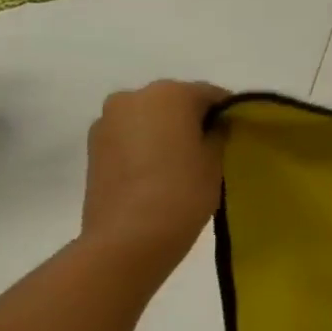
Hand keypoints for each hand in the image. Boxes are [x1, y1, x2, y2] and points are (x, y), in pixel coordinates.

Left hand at [80, 80, 230, 279]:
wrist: (128, 237)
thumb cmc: (183, 192)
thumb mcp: (216, 160)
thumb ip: (218, 133)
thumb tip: (214, 126)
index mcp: (170, 93)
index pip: (211, 94)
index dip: (228, 113)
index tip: (238, 134)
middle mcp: (133, 96)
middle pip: (175, 101)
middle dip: (194, 120)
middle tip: (212, 149)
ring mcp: (107, 120)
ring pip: (149, 118)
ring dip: (167, 132)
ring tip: (183, 164)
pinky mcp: (93, 146)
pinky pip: (130, 136)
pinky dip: (146, 145)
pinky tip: (159, 172)